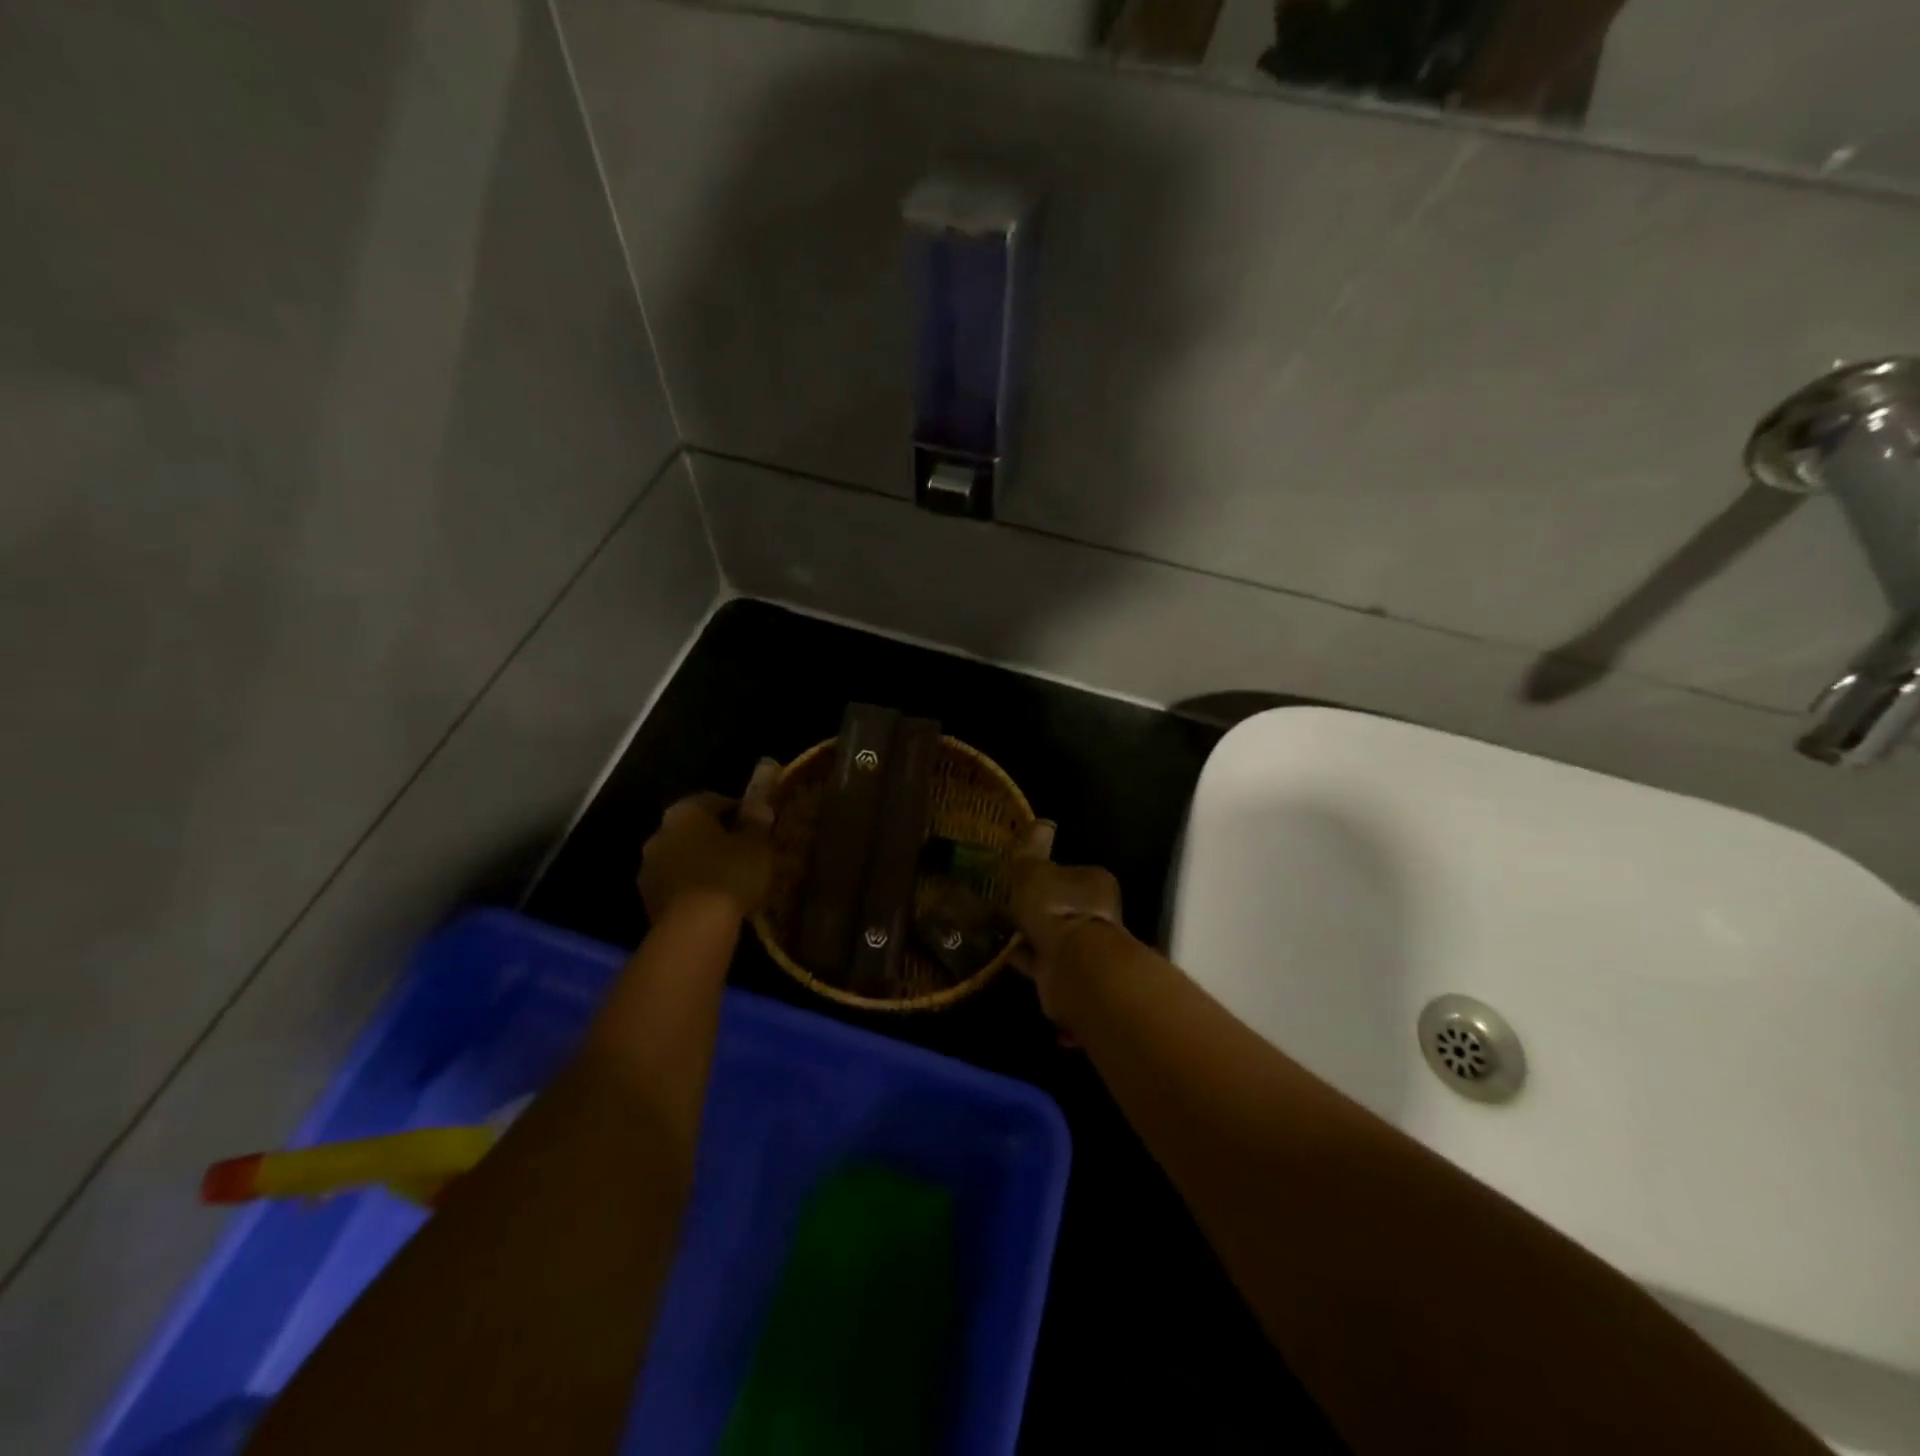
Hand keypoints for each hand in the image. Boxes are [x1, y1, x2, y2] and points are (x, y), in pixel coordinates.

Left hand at [638, 759, 780, 922]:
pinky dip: (693, 887)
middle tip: (744, 852)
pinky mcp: (648, 900)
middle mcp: (660, 833)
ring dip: (702, 863)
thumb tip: (758, 806)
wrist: (693, 929)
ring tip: (730, 879)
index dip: (738, 811)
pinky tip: (714, 900)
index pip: (714, 800)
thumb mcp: (756, 845)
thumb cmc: (729, 875)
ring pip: (682, 858)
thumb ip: (757, 822)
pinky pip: (677, 884)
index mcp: (684, 812)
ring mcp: (648, 868)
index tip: (757, 825)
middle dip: (717, 838)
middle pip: (694, 829)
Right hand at [1008, 821, 1123, 1021]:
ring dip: (1031, 935)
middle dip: (1039, 908)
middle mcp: (1097, 914)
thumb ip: (1033, 849)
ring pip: (1053, 935)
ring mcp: (1085, 948)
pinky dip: (1025, 959)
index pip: (1072, 874)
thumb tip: (1042, 823)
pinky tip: (1001, 954)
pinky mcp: (1070, 975)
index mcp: (1095, 883)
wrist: (1071, 967)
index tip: (1023, 878)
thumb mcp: (1034, 871)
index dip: (1047, 876)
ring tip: (999, 928)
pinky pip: (1042, 962)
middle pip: (1064, 906)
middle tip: (1007, 903)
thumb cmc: (1056, 909)